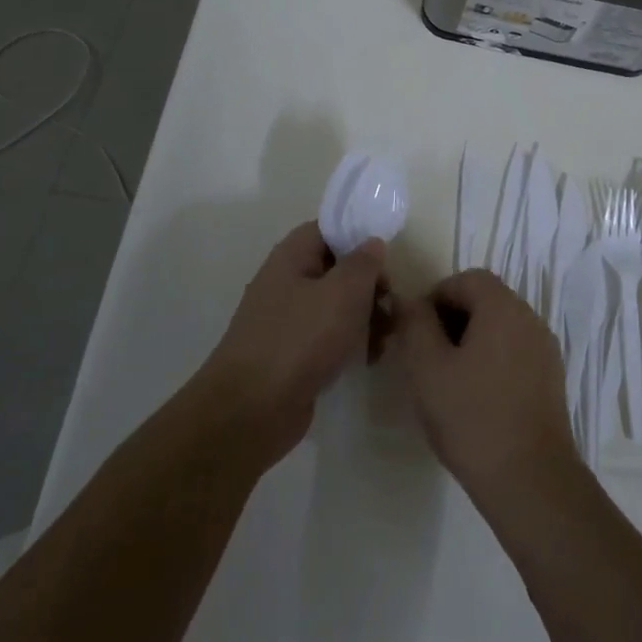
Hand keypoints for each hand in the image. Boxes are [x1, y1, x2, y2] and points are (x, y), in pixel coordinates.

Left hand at [200, 223, 386, 468]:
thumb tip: (372, 243)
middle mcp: (285, 283)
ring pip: (335, 305)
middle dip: (369, 283)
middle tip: (391, 302)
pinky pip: (327, 336)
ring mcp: (286, 321)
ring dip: (365, 316)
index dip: (358, 235)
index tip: (387, 255)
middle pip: (336, 268)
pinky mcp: (291, 355)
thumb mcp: (343, 292)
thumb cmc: (300, 339)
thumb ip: (364, 262)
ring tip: (387, 337)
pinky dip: (350, 342)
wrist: (250, 412)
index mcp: (291, 257)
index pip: (328, 228)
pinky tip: (370, 359)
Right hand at [391, 270, 575, 506]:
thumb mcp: (428, 369)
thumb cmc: (472, 418)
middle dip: (452, 319)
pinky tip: (475, 398)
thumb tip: (409, 300)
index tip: (414, 332)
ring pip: (500, 327)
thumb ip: (415, 325)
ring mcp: (544, 348)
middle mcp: (530, 318)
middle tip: (426, 356)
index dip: (435, 297)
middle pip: (486, 300)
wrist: (531, 480)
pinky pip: (515, 352)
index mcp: (503, 307)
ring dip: (471, 341)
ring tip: (447, 380)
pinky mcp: (551, 378)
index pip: (466, 279)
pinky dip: (492, 360)